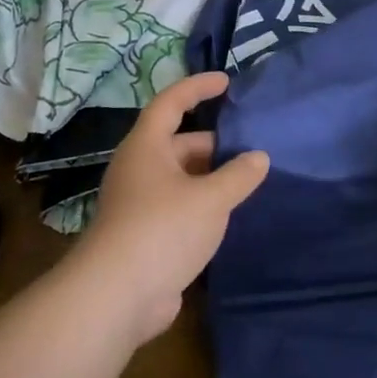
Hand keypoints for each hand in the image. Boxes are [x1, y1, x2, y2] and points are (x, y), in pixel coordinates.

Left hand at [79, 71, 269, 341]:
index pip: (171, 102)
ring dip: (212, 178)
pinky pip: (180, 207)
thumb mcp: (211, 198)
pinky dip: (204, 205)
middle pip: (179, 143)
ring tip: (249, 181)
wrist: (117, 296)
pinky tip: (230, 215)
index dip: (198, 87)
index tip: (227, 81)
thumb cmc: (163, 229)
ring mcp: (140, 204)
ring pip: (182, 178)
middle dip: (215, 144)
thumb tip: (259, 158)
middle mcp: (140, 169)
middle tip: (252, 147)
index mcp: (147, 147)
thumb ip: (239, 175)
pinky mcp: (146, 235)